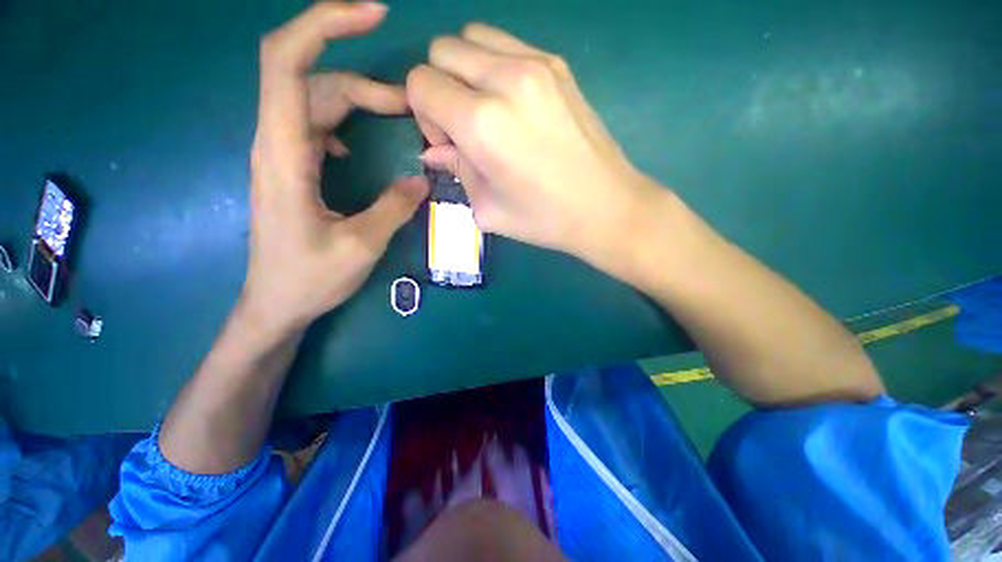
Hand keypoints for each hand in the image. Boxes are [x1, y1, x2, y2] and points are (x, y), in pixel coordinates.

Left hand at [245, 2, 427, 334]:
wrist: (275, 304)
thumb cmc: (309, 279)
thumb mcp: (361, 246)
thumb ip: (393, 208)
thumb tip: (421, 181)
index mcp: (284, 155)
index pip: (288, 63)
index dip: (324, 25)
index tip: (371, 15)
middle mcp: (276, 144)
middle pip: (312, 81)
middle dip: (363, 80)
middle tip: (410, 105)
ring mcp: (283, 156)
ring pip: (316, 103)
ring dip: (358, 101)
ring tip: (399, 118)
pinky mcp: (292, 169)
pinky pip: (315, 127)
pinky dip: (343, 122)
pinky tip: (358, 144)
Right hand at [407, 24, 661, 267]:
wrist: (605, 207)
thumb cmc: (544, 219)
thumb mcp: (488, 208)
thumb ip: (456, 171)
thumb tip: (435, 151)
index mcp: (481, 122)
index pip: (421, 83)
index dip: (423, 113)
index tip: (446, 142)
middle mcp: (504, 79)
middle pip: (442, 50)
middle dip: (440, 87)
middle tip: (463, 127)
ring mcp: (536, 64)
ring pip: (472, 37)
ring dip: (465, 70)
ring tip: (486, 111)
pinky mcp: (558, 64)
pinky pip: (507, 45)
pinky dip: (494, 65)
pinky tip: (512, 104)